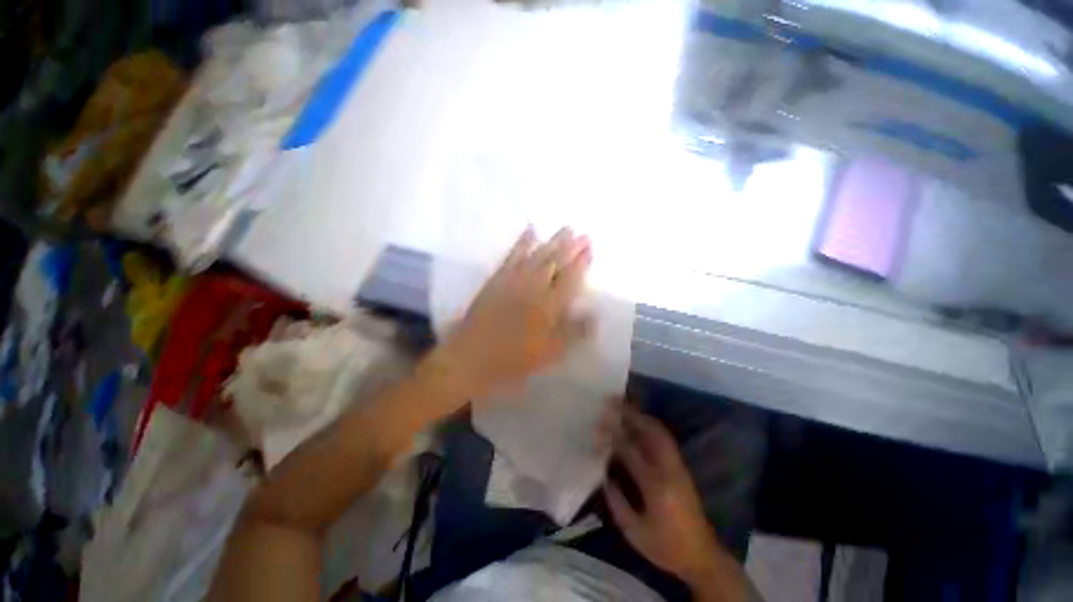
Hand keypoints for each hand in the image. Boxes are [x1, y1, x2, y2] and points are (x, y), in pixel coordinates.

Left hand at [442, 226, 591, 396]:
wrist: (470, 357)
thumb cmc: (513, 360)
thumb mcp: (549, 353)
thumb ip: (573, 333)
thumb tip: (594, 315)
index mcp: (549, 307)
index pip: (570, 279)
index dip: (582, 263)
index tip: (590, 248)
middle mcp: (533, 288)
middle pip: (555, 263)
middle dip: (570, 247)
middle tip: (582, 232)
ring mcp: (513, 280)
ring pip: (537, 255)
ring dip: (552, 241)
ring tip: (565, 228)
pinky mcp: (497, 278)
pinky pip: (512, 255)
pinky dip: (522, 242)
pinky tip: (530, 230)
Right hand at [605, 407, 746, 599]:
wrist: (701, 555)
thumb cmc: (665, 547)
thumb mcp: (634, 531)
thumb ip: (616, 501)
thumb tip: (604, 473)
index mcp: (655, 486)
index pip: (630, 451)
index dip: (613, 436)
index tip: (598, 425)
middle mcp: (669, 469)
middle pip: (650, 432)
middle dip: (630, 414)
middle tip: (612, 402)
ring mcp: (678, 466)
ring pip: (660, 431)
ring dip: (641, 415)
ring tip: (624, 404)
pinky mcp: (681, 467)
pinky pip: (665, 439)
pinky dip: (651, 425)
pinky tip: (639, 421)